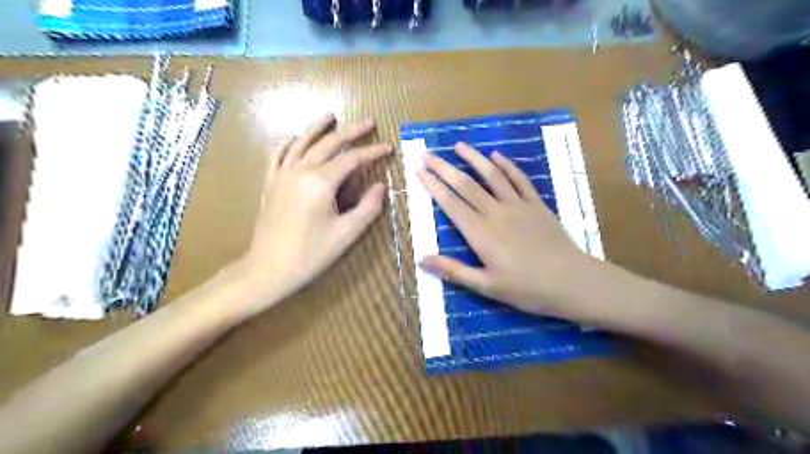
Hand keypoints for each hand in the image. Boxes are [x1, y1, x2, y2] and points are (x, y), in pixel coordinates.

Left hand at [237, 112, 392, 312]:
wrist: (268, 268)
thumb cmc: (311, 254)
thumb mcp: (347, 234)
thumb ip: (368, 207)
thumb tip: (381, 186)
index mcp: (321, 183)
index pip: (351, 159)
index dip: (372, 151)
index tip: (388, 147)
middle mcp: (300, 171)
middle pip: (328, 143)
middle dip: (351, 131)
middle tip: (369, 122)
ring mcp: (282, 174)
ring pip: (302, 142)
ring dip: (318, 127)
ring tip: (331, 115)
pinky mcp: (271, 182)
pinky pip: (278, 154)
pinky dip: (289, 142)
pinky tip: (295, 138)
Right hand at [417, 142, 592, 318]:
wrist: (572, 281)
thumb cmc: (526, 288)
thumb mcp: (486, 286)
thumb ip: (453, 271)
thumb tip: (421, 260)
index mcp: (480, 233)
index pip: (451, 203)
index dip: (433, 186)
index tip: (419, 171)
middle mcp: (496, 213)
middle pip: (466, 185)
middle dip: (444, 168)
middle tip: (428, 153)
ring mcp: (518, 205)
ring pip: (492, 176)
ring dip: (474, 158)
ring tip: (459, 145)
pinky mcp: (536, 205)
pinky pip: (520, 180)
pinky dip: (507, 166)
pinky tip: (497, 155)